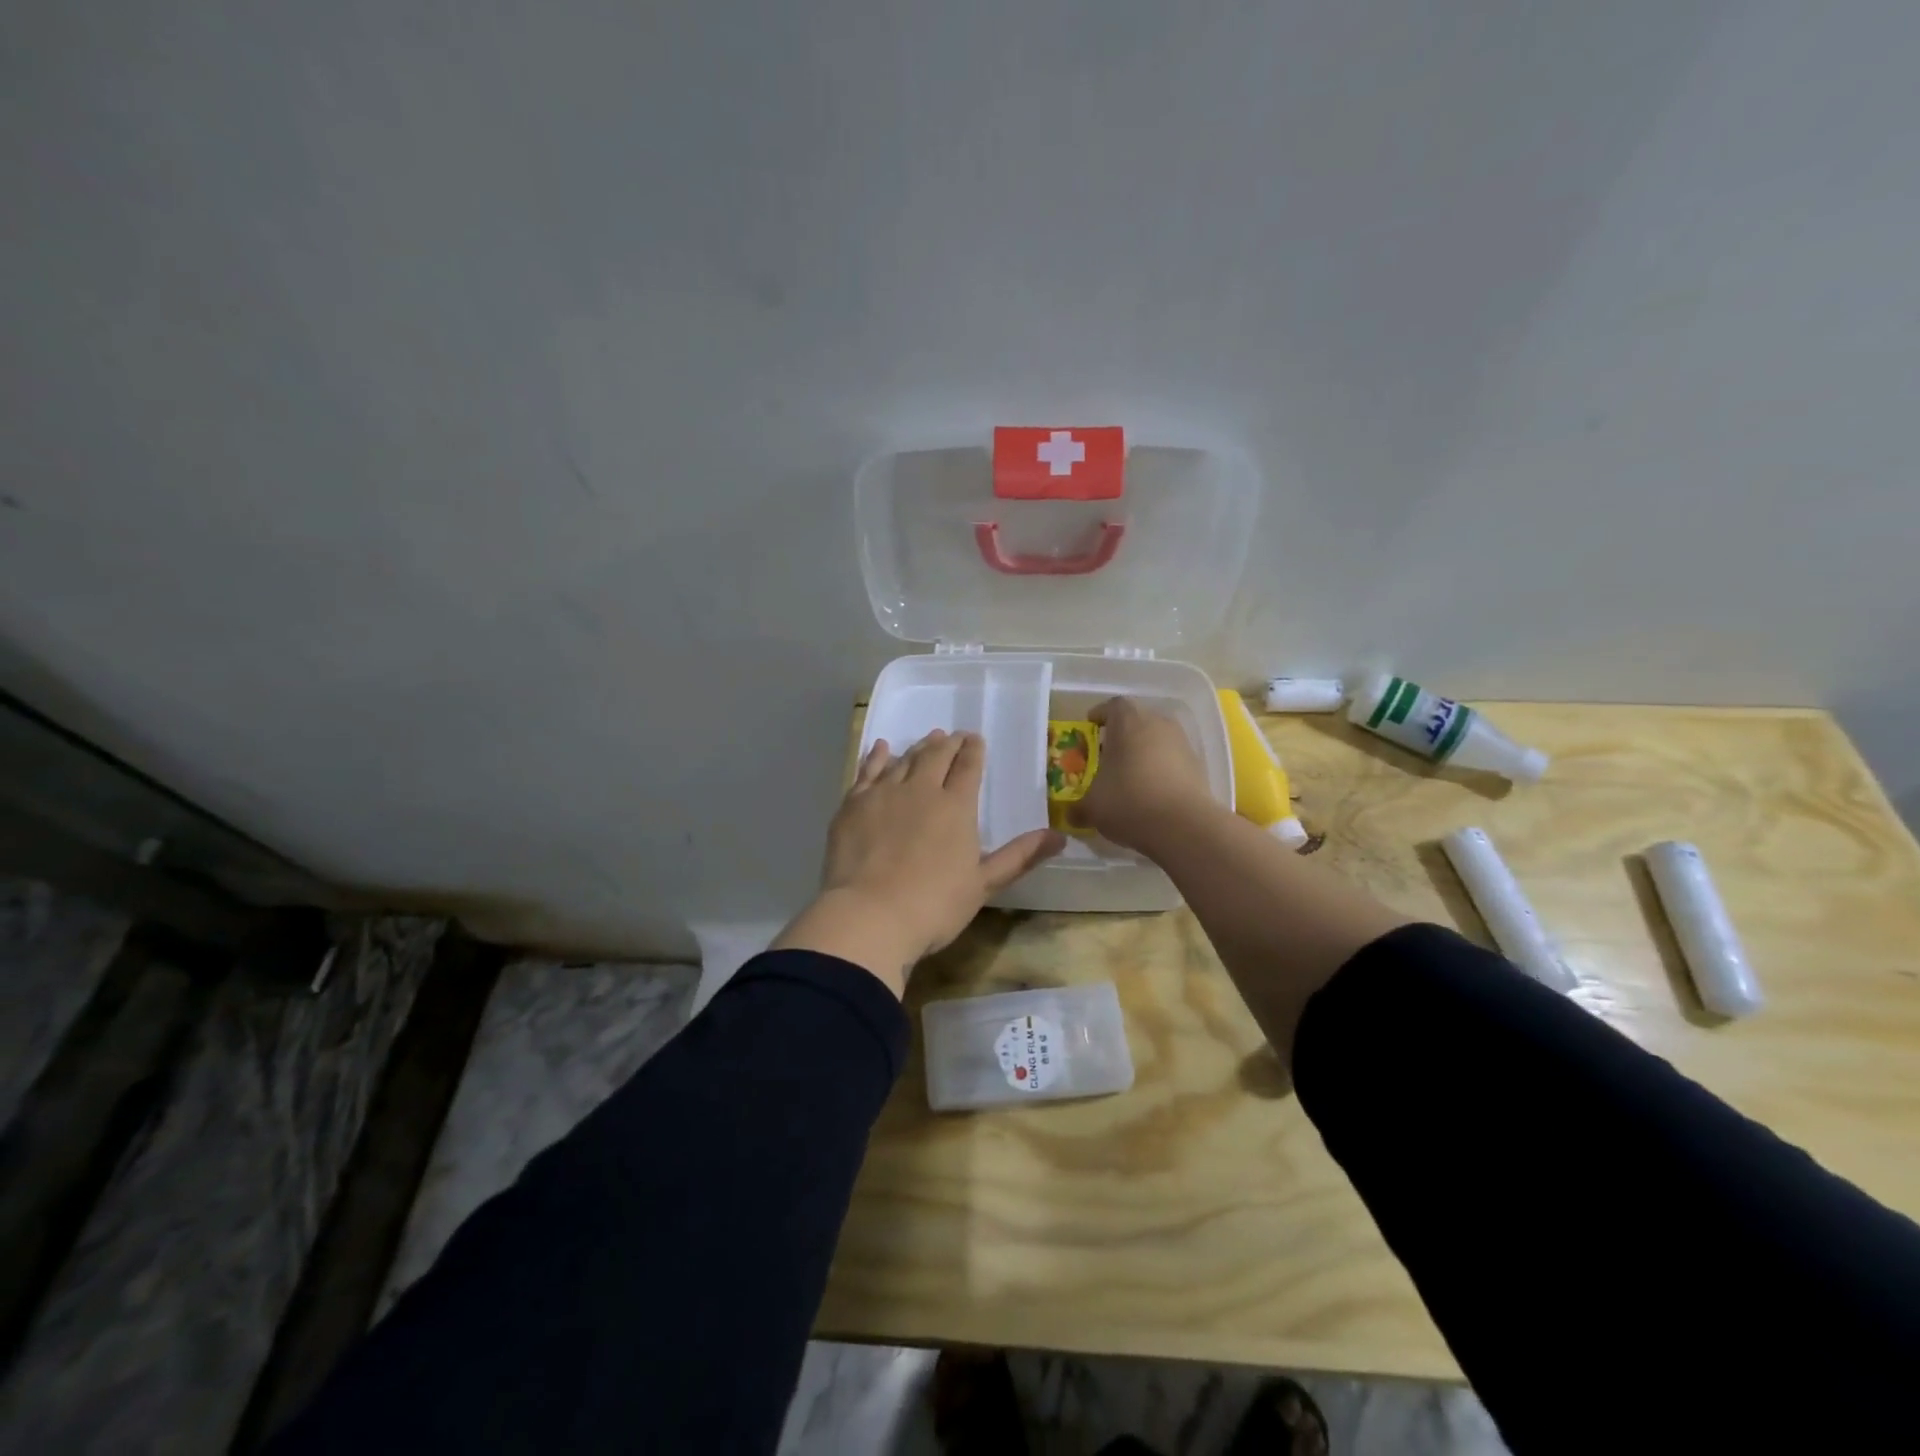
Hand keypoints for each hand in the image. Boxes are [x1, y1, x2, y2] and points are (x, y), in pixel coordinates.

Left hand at [773, 731, 1064, 996]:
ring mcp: (884, 793)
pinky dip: (877, 756)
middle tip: (953, 736)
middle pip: (936, 756)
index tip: (975, 739)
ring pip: (904, 760)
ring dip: (918, 747)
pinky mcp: (853, 804)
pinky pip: (867, 771)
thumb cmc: (934, 905)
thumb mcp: (984, 884)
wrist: (869, 915)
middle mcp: (921, 789)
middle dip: (948, 743)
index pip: (968, 767)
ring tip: (927, 740)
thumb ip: (1019, 856)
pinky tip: (882, 747)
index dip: (973, 750)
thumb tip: (1061, 836)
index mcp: (956, 806)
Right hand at [1069, 697, 1216, 852]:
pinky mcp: (1198, 766)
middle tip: (1106, 757)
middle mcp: (1157, 723)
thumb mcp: (1092, 807)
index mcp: (1128, 721)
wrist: (1185, 826)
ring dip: (1142, 754)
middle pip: (1136, 721)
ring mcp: (1182, 743)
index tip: (1090, 729)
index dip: (1100, 716)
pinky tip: (1150, 794)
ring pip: (1156, 741)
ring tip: (1128, 778)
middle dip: (1121, 737)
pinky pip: (1172, 760)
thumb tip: (1072, 814)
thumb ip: (1079, 807)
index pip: (1112, 706)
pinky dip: (1160, 771)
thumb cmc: (1128, 801)